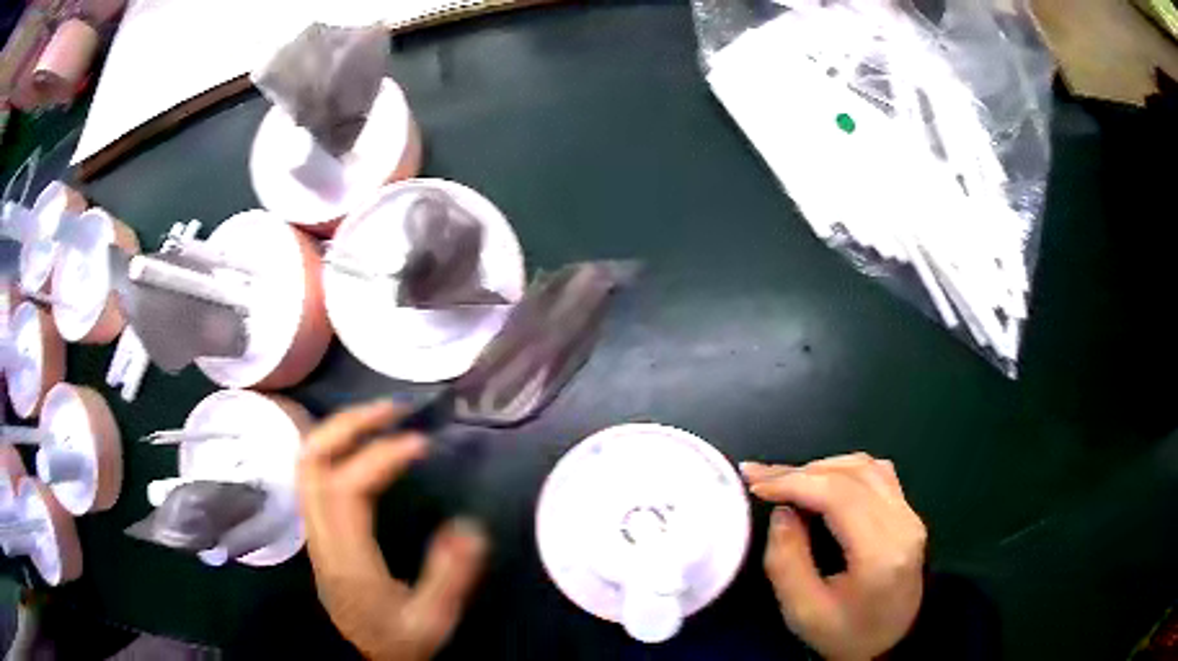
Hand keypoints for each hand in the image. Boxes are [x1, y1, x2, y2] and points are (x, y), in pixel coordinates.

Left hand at [298, 400, 486, 660]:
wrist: (370, 655)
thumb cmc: (402, 640)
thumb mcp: (434, 620)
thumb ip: (450, 576)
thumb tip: (469, 525)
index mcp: (348, 561)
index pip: (346, 490)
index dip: (379, 457)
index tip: (420, 443)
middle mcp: (321, 539)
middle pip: (311, 464)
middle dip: (348, 425)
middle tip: (393, 410)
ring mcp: (314, 532)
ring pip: (305, 464)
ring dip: (338, 430)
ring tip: (380, 417)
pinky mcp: (318, 530)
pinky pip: (313, 474)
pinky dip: (335, 446)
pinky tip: (363, 444)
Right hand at [742, 454, 925, 660]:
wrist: (890, 643)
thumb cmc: (845, 634)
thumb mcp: (803, 612)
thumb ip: (787, 561)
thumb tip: (782, 512)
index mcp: (880, 553)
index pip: (839, 495)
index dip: (794, 481)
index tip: (756, 484)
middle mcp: (903, 524)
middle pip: (852, 474)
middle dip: (801, 472)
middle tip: (760, 477)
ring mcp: (910, 515)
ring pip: (866, 467)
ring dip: (822, 468)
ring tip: (785, 481)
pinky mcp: (909, 514)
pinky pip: (877, 474)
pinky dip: (843, 470)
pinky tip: (821, 483)